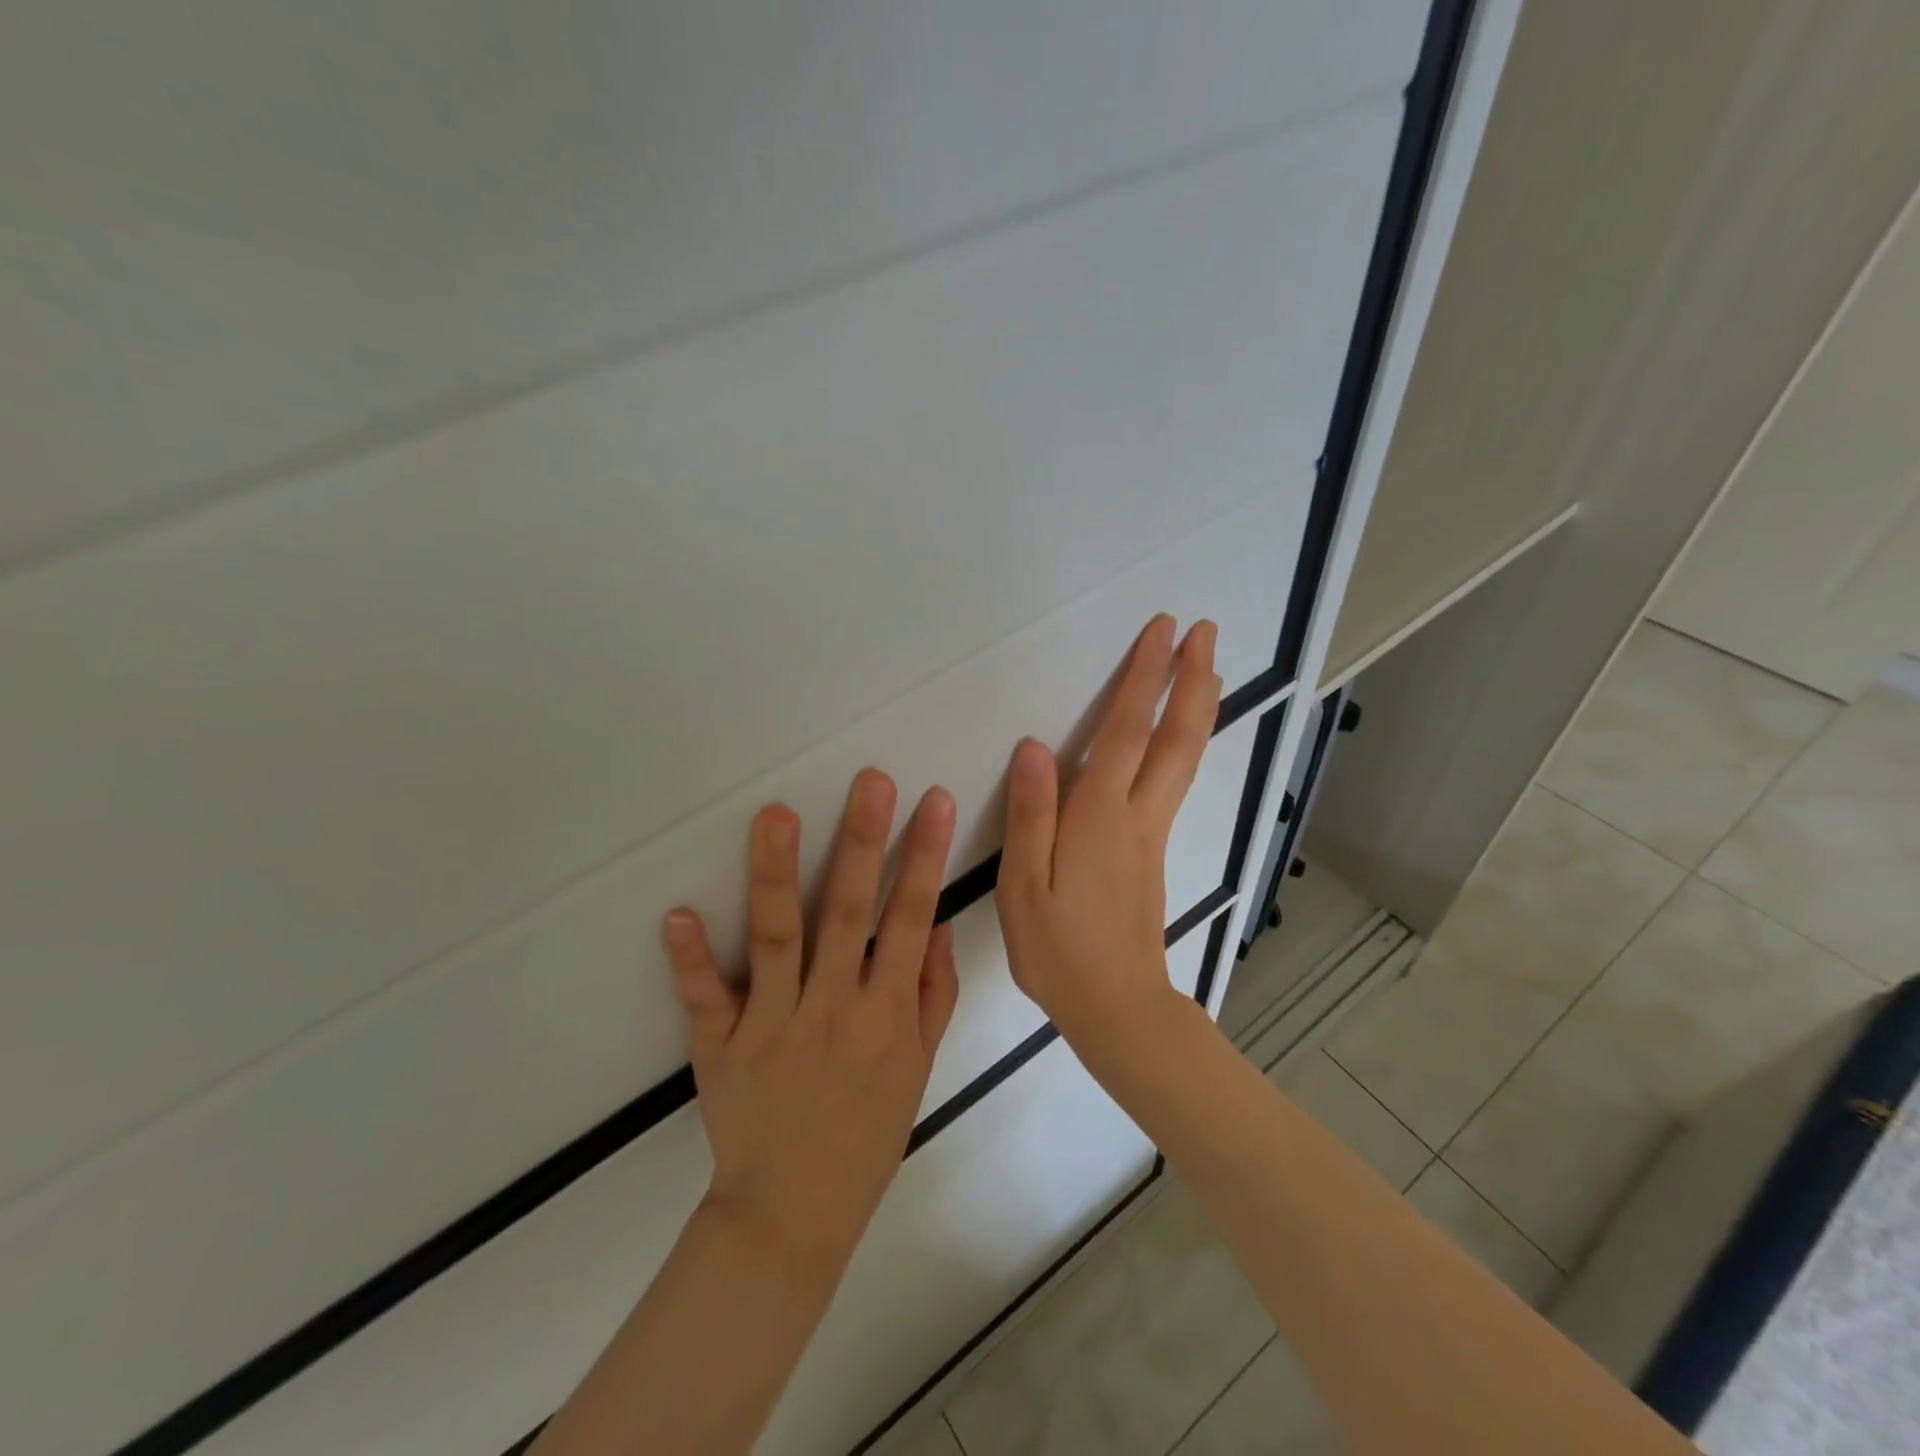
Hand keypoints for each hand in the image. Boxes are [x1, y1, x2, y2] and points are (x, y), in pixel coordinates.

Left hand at [662, 770, 959, 1282]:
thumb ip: (933, 995)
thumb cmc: (867, 1134)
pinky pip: (705, 999)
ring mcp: (772, 1026)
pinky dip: (691, 959)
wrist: (794, 1215)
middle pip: (847, 913)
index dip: (923, 857)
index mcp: (885, 1014)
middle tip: (869, 780)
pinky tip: (678, 914)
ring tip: (775, 814)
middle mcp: (832, 1009)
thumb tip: (938, 925)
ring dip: (774, 873)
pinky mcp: (721, 1048)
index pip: (910, 919)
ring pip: (777, 938)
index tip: (932, 801)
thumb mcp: (920, 1069)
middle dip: (862, 841)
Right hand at [995, 614, 1221, 1052]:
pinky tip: (1181, 735)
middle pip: (1175, 738)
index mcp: (1099, 818)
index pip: (1126, 732)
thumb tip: (1034, 747)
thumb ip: (1030, 815)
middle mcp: (1136, 815)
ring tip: (1207, 667)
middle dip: (1190, 680)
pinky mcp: (1154, 851)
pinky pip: (1176, 780)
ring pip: (1184, 758)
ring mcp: (1152, 833)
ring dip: (1197, 707)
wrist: (1116, 1006)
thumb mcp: (1023, 887)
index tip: (1164, 631)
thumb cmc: (1059, 950)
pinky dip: (1185, 742)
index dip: (1145, 678)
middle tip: (1204, 632)